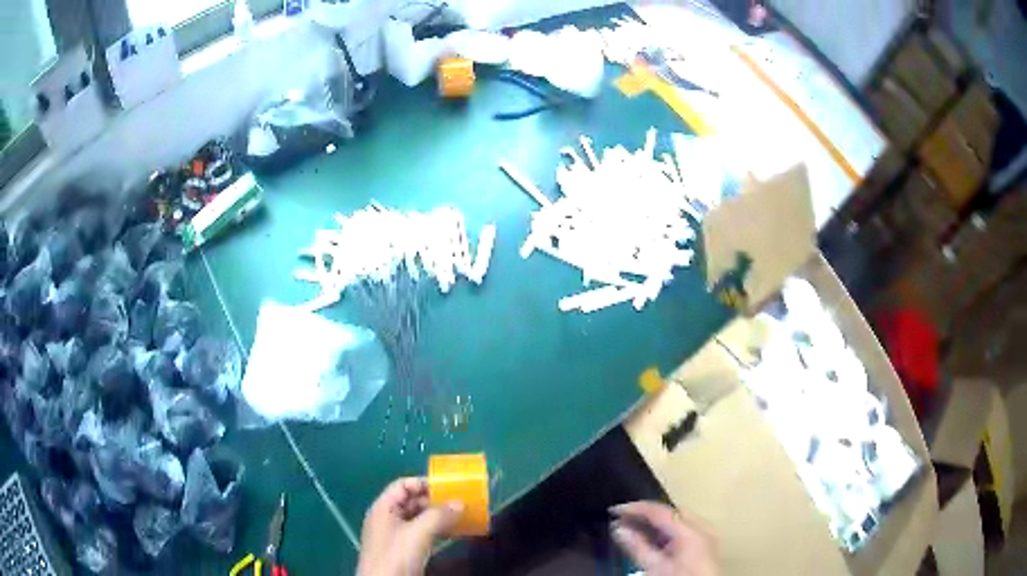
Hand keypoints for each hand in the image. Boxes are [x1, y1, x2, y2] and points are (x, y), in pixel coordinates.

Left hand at [357, 477, 462, 575]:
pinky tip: (455, 533)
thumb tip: (460, 503)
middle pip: (412, 502)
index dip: (423, 483)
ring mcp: (396, 536)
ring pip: (419, 519)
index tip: (449, 486)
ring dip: (439, 517)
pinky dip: (438, 531)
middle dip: (436, 501)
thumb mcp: (417, 532)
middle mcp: (388, 519)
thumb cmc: (396, 554)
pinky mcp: (405, 552)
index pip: (402, 485)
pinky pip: (423, 534)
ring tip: (463, 516)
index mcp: (383, 508)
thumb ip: (438, 515)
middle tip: (461, 501)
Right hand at [610, 501, 717, 575]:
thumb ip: (637, 546)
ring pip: (678, 517)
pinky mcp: (707, 540)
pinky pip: (685, 526)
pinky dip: (668, 529)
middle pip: (671, 511)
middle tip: (623, 519)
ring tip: (634, 527)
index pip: (660, 511)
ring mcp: (707, 532)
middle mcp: (702, 526)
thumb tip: (618, 528)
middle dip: (647, 514)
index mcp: (690, 531)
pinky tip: (653, 537)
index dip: (636, 508)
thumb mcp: (655, 567)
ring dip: (657, 521)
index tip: (615, 510)